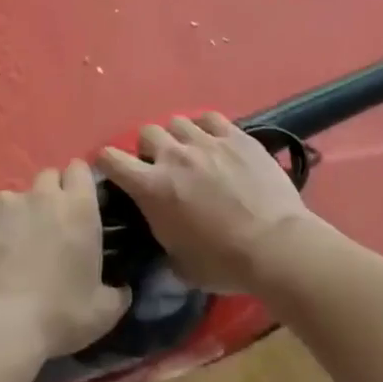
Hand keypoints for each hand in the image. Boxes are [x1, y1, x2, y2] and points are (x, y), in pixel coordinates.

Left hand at [0, 161, 131, 364]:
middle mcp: (42, 194)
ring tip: (4, 252)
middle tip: (43, 232)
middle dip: (47, 198)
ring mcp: (3, 200)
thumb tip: (121, 287)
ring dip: (12, 217)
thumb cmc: (56, 318)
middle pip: (47, 179)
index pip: (79, 170)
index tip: (74, 207)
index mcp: (79, 208)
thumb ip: (117, 291)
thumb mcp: (103, 313)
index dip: (76, 185)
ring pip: (11, 198)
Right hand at [100, 114, 322, 292]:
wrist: (275, 246)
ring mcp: (207, 142)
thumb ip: (162, 235)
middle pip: (147, 132)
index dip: (107, 162)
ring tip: (191, 152)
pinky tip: (215, 141)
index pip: (111, 159)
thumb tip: (163, 228)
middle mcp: (174, 156)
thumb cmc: (223, 263)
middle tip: (162, 166)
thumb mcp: (178, 262)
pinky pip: (211, 118)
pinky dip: (207, 127)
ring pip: (178, 121)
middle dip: (149, 148)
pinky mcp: (237, 136)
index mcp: (152, 187)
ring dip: (179, 137)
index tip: (115, 171)